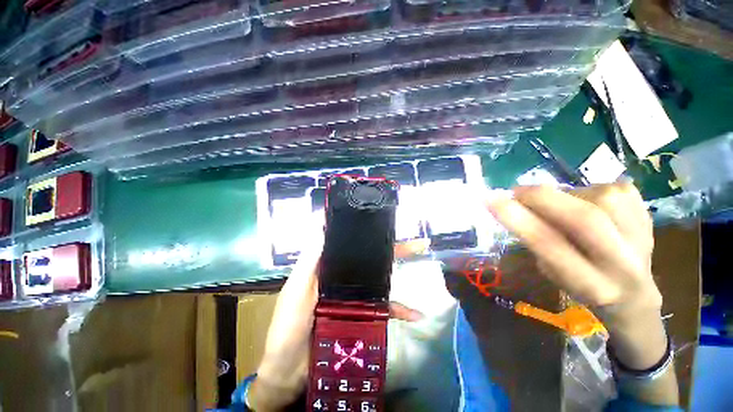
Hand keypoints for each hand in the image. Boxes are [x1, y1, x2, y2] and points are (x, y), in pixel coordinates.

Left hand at [248, 238, 424, 410]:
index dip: (366, 235)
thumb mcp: (296, 289)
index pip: (349, 246)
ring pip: (378, 281)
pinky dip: (398, 311)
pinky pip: (382, 310)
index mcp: (327, 268)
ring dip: (398, 277)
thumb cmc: (288, 326)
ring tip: (419, 266)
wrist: (289, 373)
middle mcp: (342, 279)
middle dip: (390, 252)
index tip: (384, 225)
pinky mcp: (360, 317)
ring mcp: (353, 298)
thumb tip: (321, 224)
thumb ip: (309, 260)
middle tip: (413, 245)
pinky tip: (415, 314)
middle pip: (368, 261)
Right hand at [486, 184, 667, 368]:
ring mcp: (644, 237)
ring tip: (562, 206)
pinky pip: (613, 189)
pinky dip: (590, 192)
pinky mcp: (650, 215)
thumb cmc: (582, 285)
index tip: (490, 199)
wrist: (634, 294)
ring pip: (600, 197)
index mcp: (590, 284)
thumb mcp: (551, 272)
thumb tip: (516, 205)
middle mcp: (623, 263)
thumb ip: (537, 239)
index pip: (549, 245)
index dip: (517, 219)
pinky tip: (590, 205)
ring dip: (568, 196)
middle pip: (585, 218)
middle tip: (517, 191)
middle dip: (542, 198)